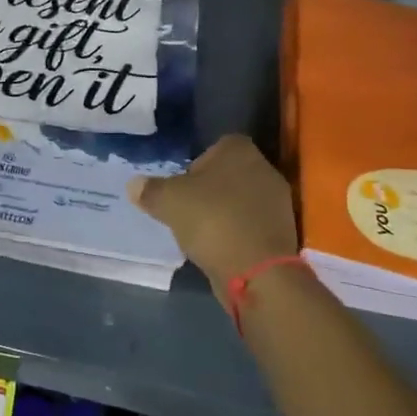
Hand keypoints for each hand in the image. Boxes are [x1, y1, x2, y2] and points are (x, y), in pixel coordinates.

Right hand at [129, 134, 297, 296]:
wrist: (256, 269)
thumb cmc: (211, 220)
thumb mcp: (168, 201)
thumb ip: (150, 190)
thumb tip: (134, 184)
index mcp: (240, 150)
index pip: (216, 146)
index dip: (196, 164)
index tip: (181, 187)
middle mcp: (264, 168)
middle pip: (229, 174)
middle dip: (210, 190)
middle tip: (187, 209)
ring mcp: (278, 202)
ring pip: (242, 200)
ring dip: (224, 212)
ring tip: (201, 233)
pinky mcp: (282, 231)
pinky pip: (252, 224)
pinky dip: (237, 233)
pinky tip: (220, 248)